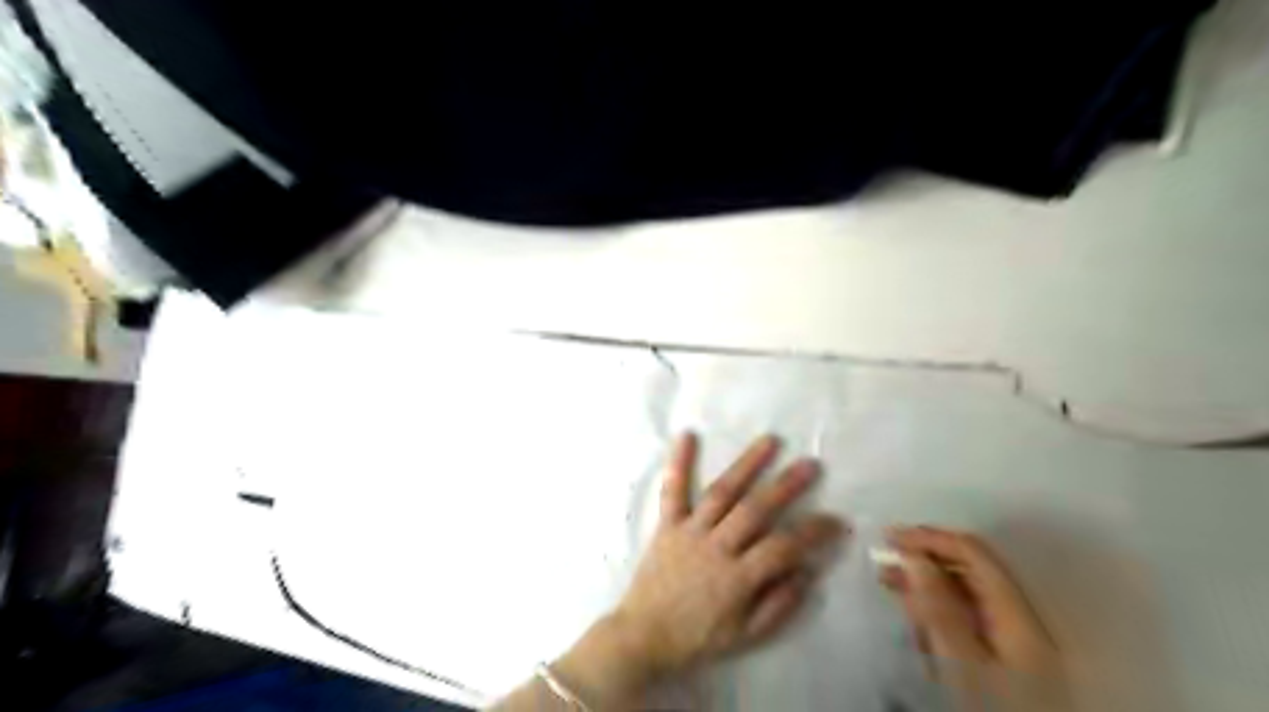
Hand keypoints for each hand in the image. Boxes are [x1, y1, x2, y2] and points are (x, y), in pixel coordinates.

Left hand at [613, 434, 846, 676]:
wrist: (643, 635)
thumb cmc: (698, 637)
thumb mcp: (745, 636)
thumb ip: (778, 605)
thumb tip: (807, 571)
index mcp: (737, 579)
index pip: (783, 547)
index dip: (813, 532)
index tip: (836, 520)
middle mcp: (715, 547)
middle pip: (755, 510)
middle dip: (785, 486)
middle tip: (810, 465)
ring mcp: (689, 531)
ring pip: (721, 493)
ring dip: (746, 465)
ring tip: (770, 440)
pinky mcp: (667, 524)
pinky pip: (673, 490)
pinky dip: (678, 462)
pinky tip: (687, 435)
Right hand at [886, 526, 1069, 709]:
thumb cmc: (992, 710)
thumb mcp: (961, 662)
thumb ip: (939, 607)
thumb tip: (914, 556)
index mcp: (1018, 613)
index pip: (974, 553)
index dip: (930, 538)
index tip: (889, 536)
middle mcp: (1020, 618)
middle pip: (971, 569)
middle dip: (925, 557)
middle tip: (883, 558)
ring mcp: (1014, 639)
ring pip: (965, 592)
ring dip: (925, 581)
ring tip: (888, 582)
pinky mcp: (1002, 660)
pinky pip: (965, 616)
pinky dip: (935, 607)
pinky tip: (913, 613)